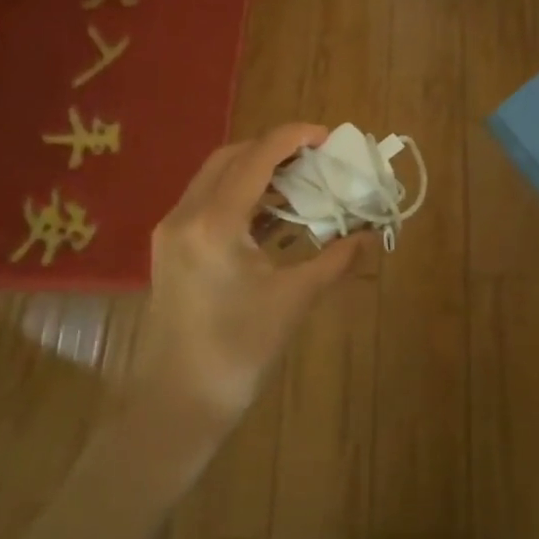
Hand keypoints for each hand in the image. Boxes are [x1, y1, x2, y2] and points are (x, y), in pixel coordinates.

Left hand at [133, 124, 372, 423]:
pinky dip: (240, 196)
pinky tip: (271, 215)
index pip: (257, 157)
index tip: (329, 137)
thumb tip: (369, 234)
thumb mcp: (294, 299)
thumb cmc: (239, 350)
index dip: (294, 137)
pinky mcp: (170, 249)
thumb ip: (335, 259)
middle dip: (274, 149)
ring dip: (256, 171)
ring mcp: (171, 231)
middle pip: (231, 157)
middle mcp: (186, 215)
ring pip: (215, 178)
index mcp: (215, 222)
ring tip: (299, 181)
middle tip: (315, 158)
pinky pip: (207, 203)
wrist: (179, 402)